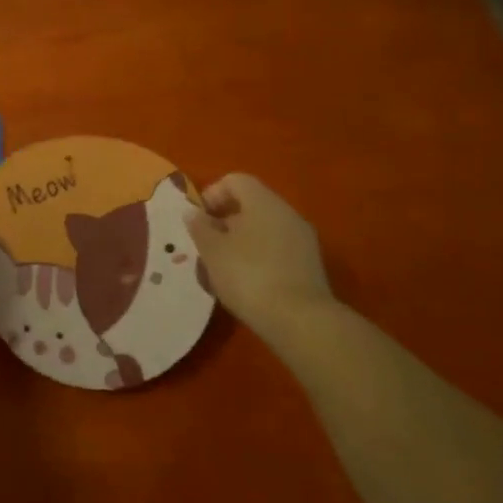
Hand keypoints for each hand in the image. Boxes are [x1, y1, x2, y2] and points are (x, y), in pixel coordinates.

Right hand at [184, 173, 339, 334]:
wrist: (300, 321)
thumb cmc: (248, 276)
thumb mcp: (212, 251)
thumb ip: (200, 228)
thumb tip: (193, 213)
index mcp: (263, 202)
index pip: (235, 181)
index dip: (212, 194)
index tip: (198, 220)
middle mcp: (286, 213)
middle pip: (251, 205)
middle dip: (225, 222)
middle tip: (207, 246)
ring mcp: (302, 239)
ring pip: (264, 229)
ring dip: (241, 242)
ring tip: (224, 269)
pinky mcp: (309, 265)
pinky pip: (277, 249)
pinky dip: (259, 258)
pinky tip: (247, 284)